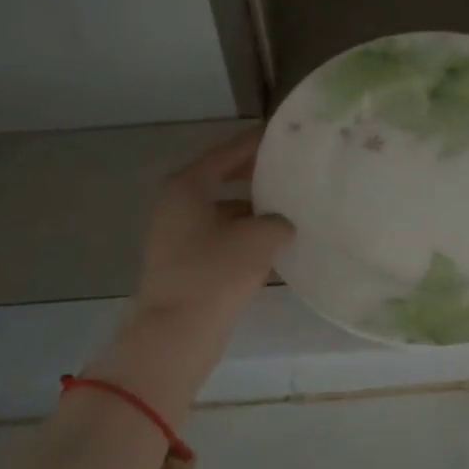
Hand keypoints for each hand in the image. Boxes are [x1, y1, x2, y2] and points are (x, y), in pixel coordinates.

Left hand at [88, 129, 292, 415]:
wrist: (176, 333)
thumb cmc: (215, 274)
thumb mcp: (259, 238)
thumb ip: (278, 220)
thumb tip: (281, 223)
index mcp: (187, 186)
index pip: (228, 153)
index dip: (258, 142)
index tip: (285, 134)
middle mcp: (176, 203)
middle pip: (223, 179)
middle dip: (257, 176)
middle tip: (292, 170)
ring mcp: (176, 234)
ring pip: (222, 209)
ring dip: (254, 209)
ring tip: (291, 207)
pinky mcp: (183, 260)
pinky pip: (220, 235)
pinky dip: (244, 234)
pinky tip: (273, 242)